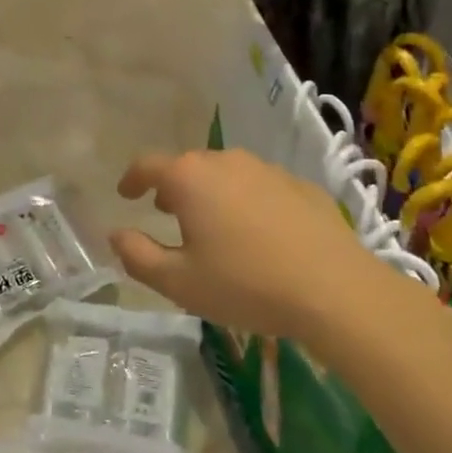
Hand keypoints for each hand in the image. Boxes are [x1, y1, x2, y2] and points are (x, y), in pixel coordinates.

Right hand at [110, 148, 411, 342]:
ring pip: (226, 173)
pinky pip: (260, 187)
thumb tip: (115, 235)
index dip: (131, 179)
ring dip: (210, 192)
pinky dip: (247, 201)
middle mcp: (226, 162)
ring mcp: (267, 170)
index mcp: (190, 178)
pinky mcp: (301, 186)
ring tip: (212, 224)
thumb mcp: (179, 282)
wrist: (336, 290)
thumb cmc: (246, 284)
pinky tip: (258, 233)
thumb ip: (138, 256)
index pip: (147, 165)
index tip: (125, 194)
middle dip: (172, 187)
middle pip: (188, 166)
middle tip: (166, 213)